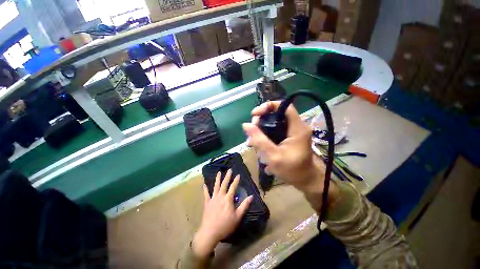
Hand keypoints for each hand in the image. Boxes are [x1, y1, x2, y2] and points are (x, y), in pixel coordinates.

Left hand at [192, 169, 252, 257]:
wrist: (210, 232)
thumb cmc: (225, 225)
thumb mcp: (237, 217)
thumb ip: (244, 205)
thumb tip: (251, 196)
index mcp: (228, 199)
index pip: (233, 187)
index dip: (236, 180)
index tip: (238, 174)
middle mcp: (220, 196)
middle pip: (224, 184)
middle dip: (227, 176)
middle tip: (229, 170)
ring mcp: (213, 199)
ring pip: (215, 186)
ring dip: (217, 179)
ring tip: (218, 172)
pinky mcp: (207, 203)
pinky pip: (206, 194)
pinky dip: (205, 189)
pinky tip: (204, 184)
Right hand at [242, 102, 339, 210]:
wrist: (305, 180)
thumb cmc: (292, 170)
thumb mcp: (273, 156)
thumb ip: (259, 140)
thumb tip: (245, 125)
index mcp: (297, 128)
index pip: (284, 106)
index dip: (268, 106)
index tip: (255, 114)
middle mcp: (296, 126)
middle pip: (276, 114)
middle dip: (261, 121)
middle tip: (251, 133)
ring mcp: (293, 131)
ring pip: (274, 123)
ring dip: (262, 131)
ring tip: (253, 143)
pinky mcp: (289, 137)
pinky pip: (275, 130)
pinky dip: (266, 136)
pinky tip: (260, 146)